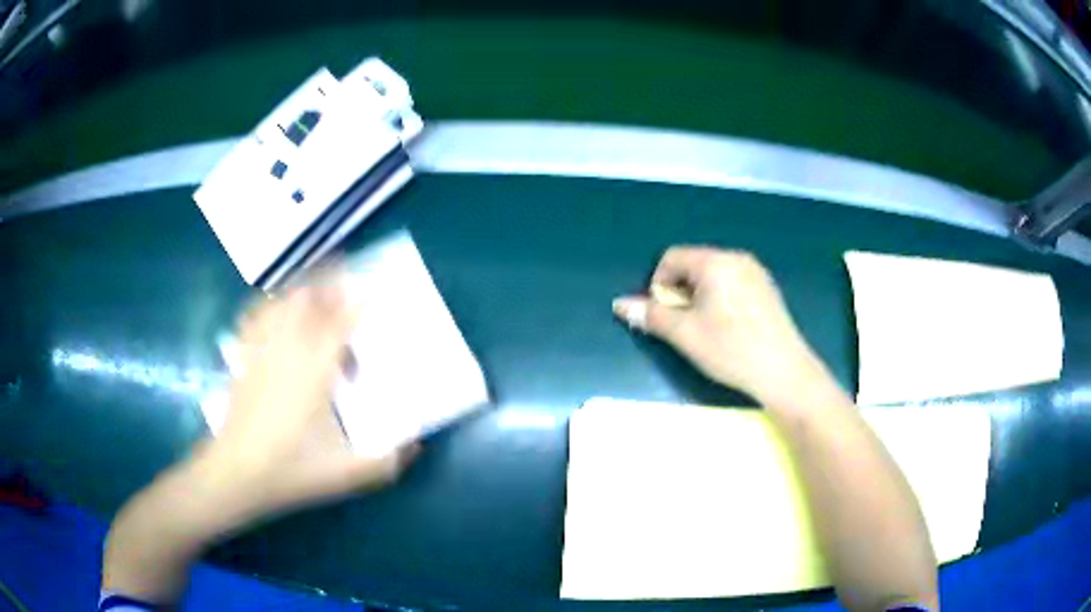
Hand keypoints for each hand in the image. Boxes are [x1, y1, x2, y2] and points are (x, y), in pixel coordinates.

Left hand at [209, 270, 418, 516]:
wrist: (236, 473)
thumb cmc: (290, 470)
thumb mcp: (345, 474)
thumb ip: (386, 462)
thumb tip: (416, 445)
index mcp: (314, 374)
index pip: (339, 326)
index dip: (358, 304)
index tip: (374, 289)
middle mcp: (287, 353)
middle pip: (308, 302)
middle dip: (329, 283)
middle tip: (347, 274)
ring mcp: (262, 353)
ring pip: (281, 304)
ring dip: (301, 287)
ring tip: (316, 283)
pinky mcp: (244, 360)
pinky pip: (256, 318)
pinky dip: (268, 304)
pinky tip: (274, 305)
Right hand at [613, 247, 819, 401]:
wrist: (784, 371)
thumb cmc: (731, 350)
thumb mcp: (685, 334)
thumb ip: (651, 315)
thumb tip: (620, 305)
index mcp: (715, 262)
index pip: (672, 257)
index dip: (658, 284)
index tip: (663, 315)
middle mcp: (736, 258)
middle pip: (693, 264)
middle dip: (679, 291)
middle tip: (683, 325)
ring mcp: (756, 272)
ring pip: (713, 275)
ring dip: (698, 296)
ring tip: (704, 328)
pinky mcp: (767, 288)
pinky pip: (732, 283)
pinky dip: (720, 298)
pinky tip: (728, 328)